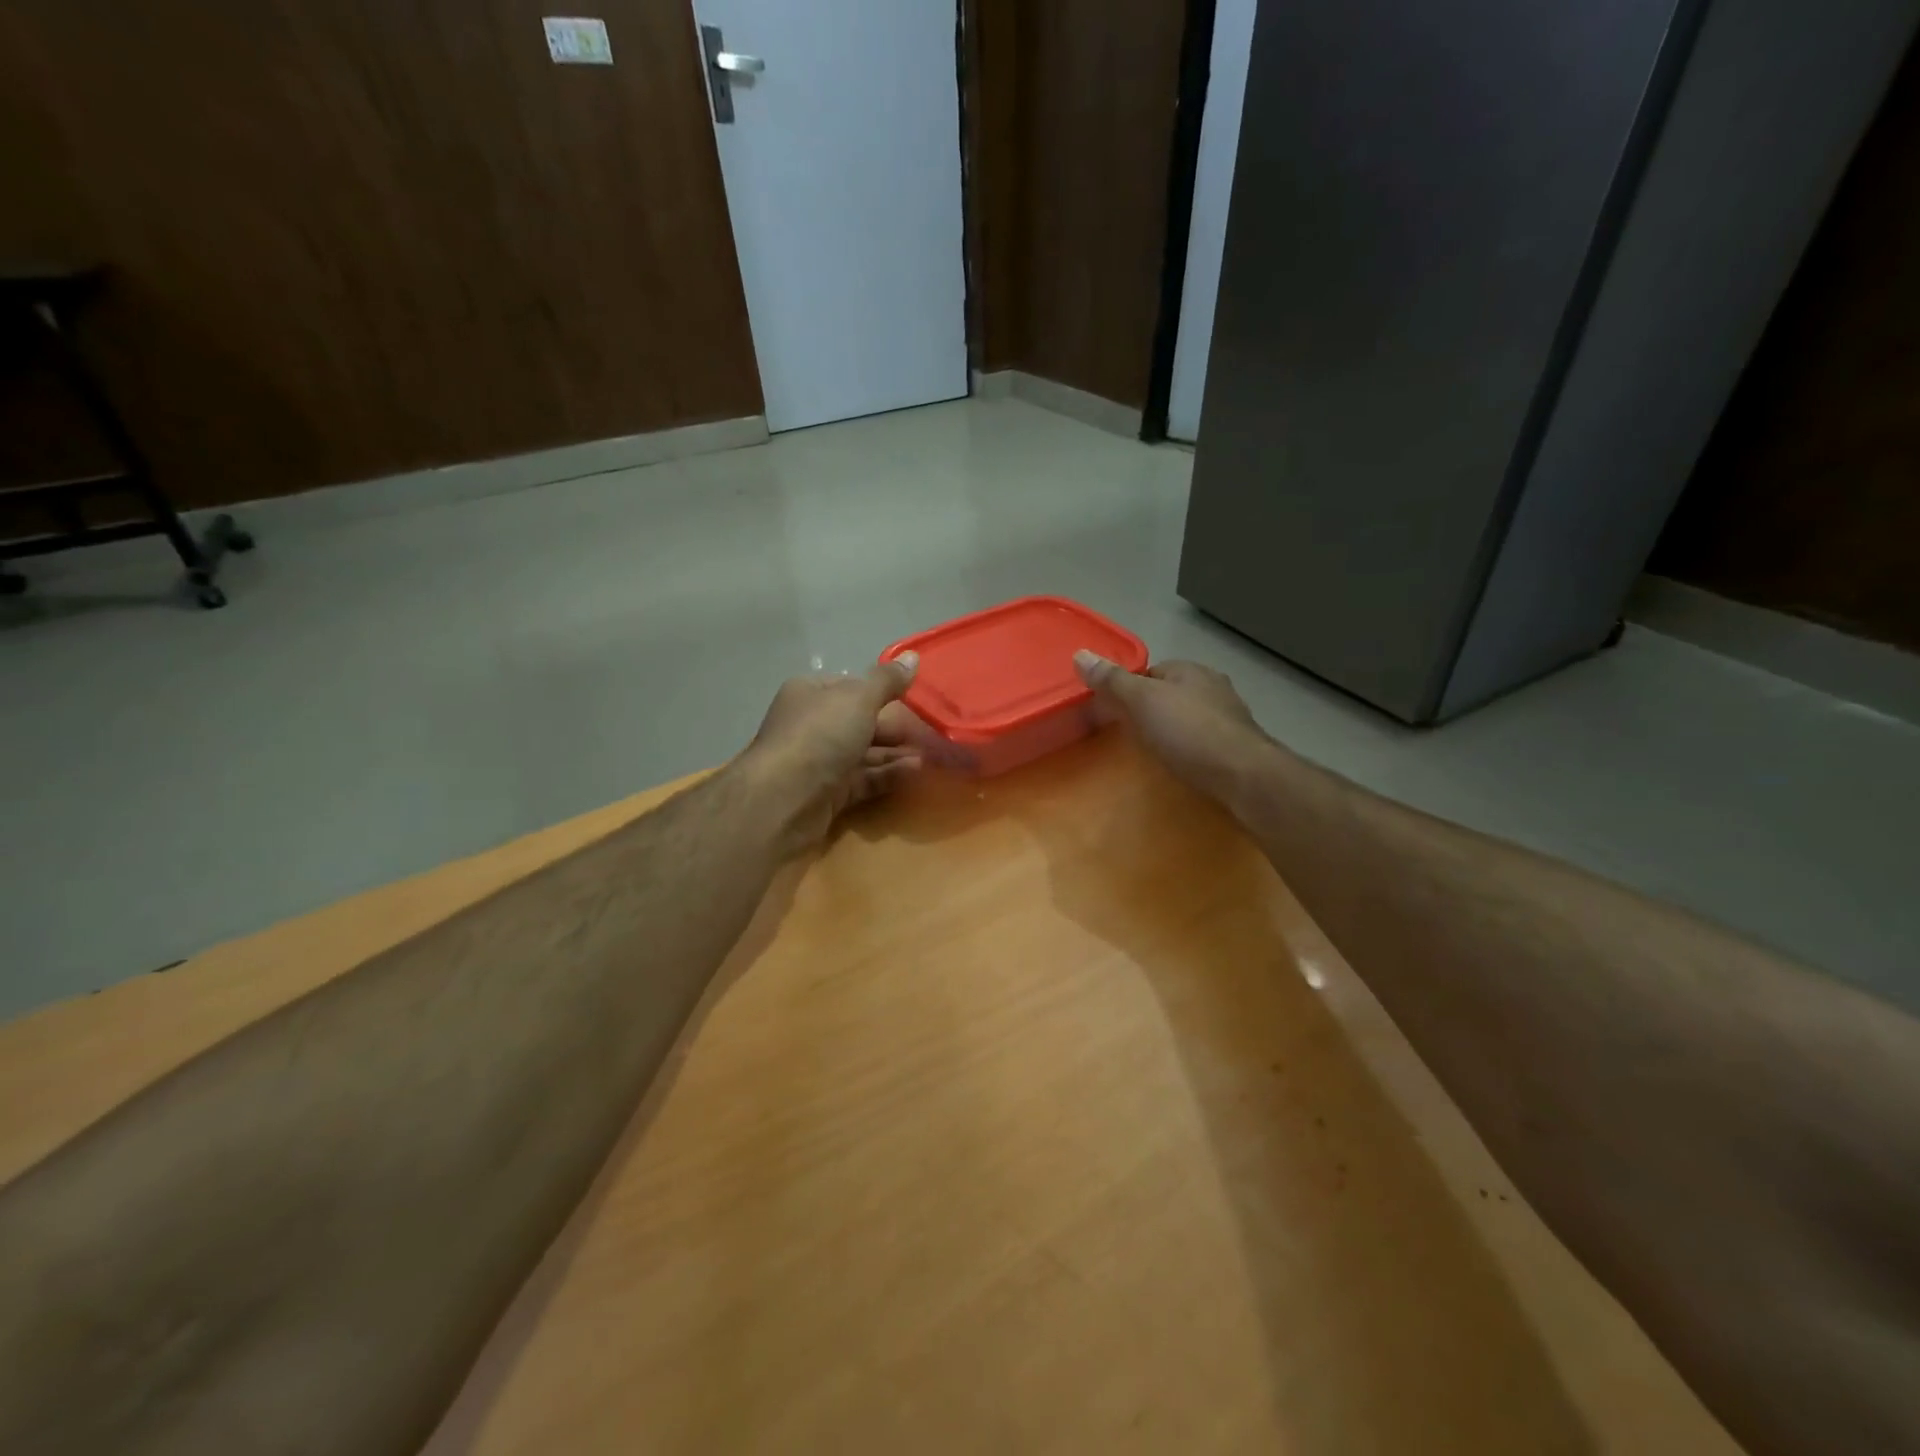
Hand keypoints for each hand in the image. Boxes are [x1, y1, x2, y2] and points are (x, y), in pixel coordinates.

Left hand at [741, 653, 923, 853]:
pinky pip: (863, 780)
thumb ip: (888, 681)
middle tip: (929, 729)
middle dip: (893, 726)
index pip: (850, 686)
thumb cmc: (821, 735)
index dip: (880, 690)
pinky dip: (887, 775)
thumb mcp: (859, 699)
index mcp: (810, 694)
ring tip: (930, 754)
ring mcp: (818, 762)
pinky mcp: (827, 794)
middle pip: (858, 721)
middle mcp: (811, 725)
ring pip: (863, 753)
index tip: (913, 697)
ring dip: (895, 753)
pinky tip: (915, 772)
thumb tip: (913, 657)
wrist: (785, 799)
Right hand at [1074, 652, 1274, 804]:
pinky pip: (1203, 740)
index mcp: (1190, 670)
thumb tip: (1080, 654)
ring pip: (1189, 716)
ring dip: (1171, 729)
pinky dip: (1189, 748)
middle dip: (1150, 709)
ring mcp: (1229, 716)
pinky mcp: (1237, 746)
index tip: (1111, 710)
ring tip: (1152, 751)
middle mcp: (1214, 686)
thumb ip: (1112, 681)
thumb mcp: (1142, 702)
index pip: (1150, 671)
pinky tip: (1181, 763)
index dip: (1128, 688)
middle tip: (1128, 733)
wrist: (1243, 775)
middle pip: (1170, 693)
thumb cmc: (1188, 732)